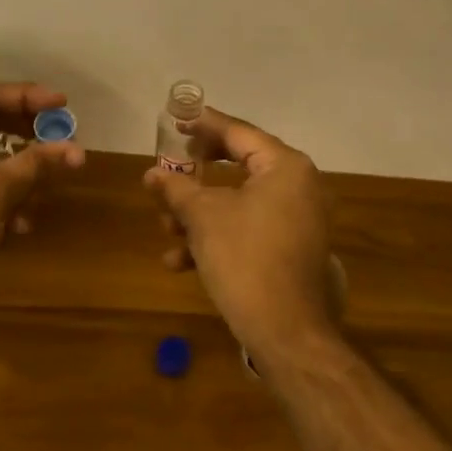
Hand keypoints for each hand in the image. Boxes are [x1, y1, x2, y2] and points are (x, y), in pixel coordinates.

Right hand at [144, 108, 336, 352]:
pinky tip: (181, 262)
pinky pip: (249, 229)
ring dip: (199, 214)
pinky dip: (217, 238)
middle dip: (196, 176)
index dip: (203, 125)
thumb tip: (152, 174)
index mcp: (285, 167)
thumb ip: (176, 188)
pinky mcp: (291, 249)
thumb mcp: (203, 217)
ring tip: (165, 228)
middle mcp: (299, 186)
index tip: (176, 120)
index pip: (238, 133)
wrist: (286, 330)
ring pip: (238, 203)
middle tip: (170, 169)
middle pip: (238, 166)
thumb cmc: (245, 258)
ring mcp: (298, 220)